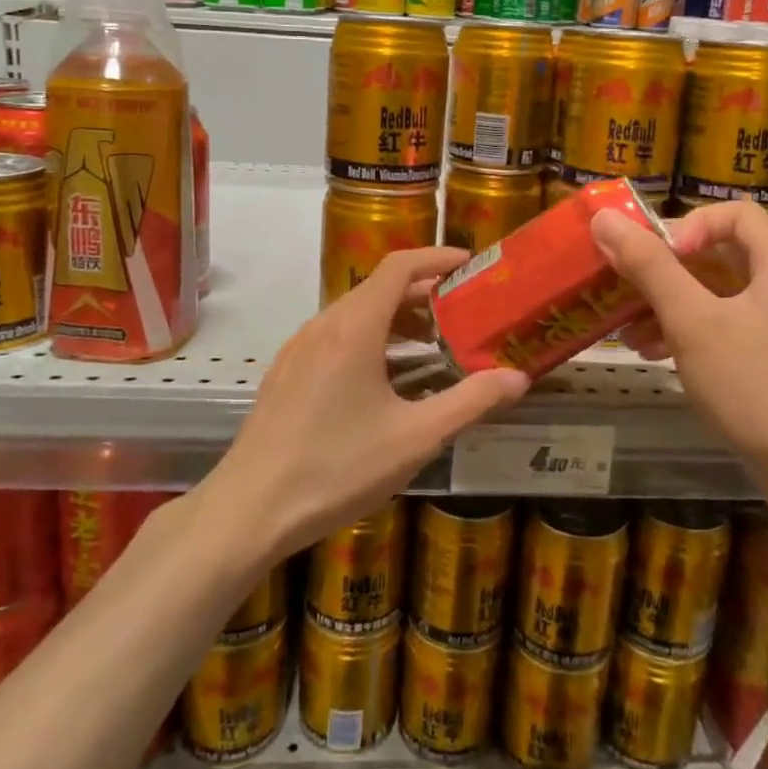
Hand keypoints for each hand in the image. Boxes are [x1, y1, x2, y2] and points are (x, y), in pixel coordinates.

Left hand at [208, 247, 528, 560]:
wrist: (248, 510)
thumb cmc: (336, 468)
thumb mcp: (415, 438)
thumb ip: (471, 402)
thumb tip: (519, 378)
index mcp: (354, 328)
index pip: (399, 266)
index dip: (437, 257)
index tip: (471, 265)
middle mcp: (323, 326)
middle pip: (378, 289)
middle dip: (424, 294)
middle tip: (465, 313)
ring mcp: (298, 350)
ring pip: (355, 315)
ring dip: (397, 320)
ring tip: (433, 347)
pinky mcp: (286, 375)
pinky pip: (335, 339)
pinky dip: (370, 341)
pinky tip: (386, 381)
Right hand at [592, 201, 767, 485]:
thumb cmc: (756, 385)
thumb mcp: (693, 321)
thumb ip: (649, 266)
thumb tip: (606, 218)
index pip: (732, 213)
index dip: (687, 225)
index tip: (657, 258)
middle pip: (719, 253)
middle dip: (666, 272)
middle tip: (625, 290)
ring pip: (717, 293)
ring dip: (670, 305)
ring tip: (629, 332)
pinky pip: (726, 325)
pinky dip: (689, 331)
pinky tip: (654, 353)